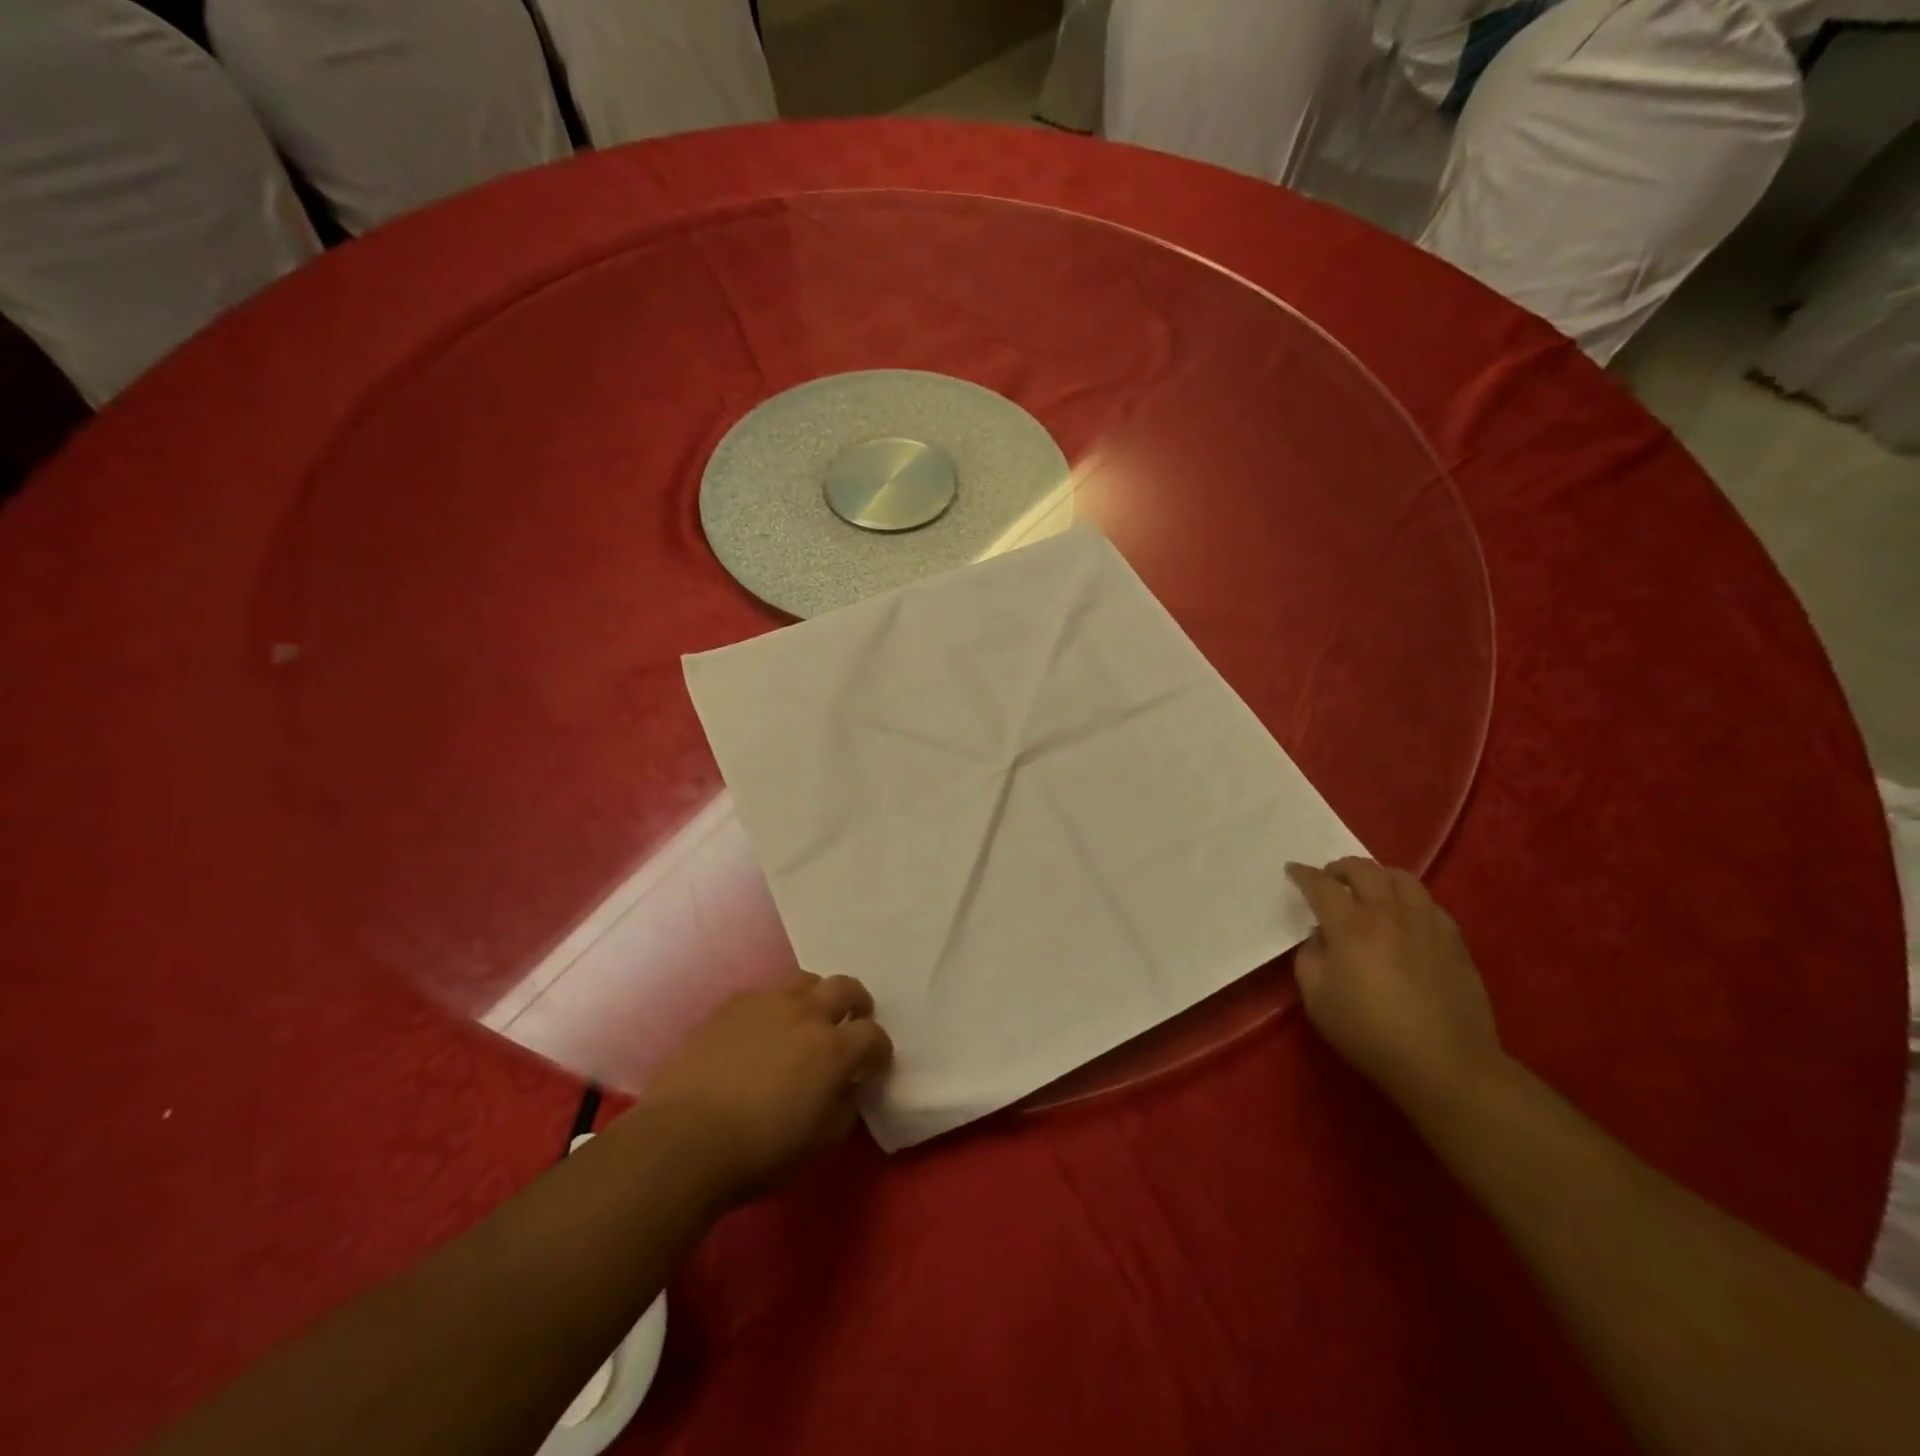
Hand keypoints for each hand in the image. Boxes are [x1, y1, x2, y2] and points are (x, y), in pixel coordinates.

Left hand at [633, 974, 893, 1206]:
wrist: (682, 1140)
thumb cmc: (758, 1151)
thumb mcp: (819, 1143)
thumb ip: (844, 1107)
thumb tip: (848, 1087)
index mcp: (834, 1049)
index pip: (873, 1036)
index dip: (879, 1051)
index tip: (874, 1066)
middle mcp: (806, 1014)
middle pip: (845, 988)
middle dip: (857, 1003)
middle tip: (852, 1022)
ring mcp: (766, 1004)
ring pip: (805, 981)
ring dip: (816, 997)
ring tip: (807, 1020)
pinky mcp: (731, 1006)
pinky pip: (765, 994)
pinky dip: (776, 1008)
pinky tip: (763, 1031)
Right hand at [1286, 859, 1504, 1108]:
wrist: (1445, 1064)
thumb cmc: (1370, 1033)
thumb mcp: (1317, 999)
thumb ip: (1310, 958)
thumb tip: (1321, 937)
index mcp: (1351, 927)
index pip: (1321, 885)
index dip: (1303, 874)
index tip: (1292, 871)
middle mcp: (1389, 914)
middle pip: (1363, 869)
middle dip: (1339, 868)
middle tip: (1329, 880)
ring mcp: (1426, 924)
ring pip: (1401, 878)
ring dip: (1377, 876)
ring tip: (1369, 891)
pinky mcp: (1454, 940)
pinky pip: (1428, 903)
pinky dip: (1408, 900)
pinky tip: (1404, 918)